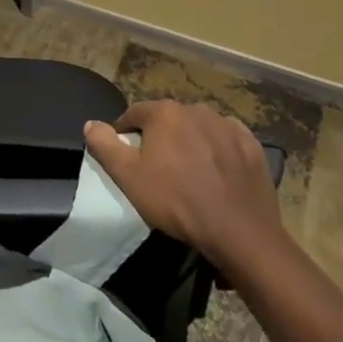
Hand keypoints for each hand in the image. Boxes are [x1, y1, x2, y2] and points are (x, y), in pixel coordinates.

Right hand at [84, 100, 287, 279]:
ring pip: (198, 128)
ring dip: (190, 143)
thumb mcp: (128, 177)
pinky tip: (217, 174)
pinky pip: (226, 141)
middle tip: (158, 168)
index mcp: (165, 112)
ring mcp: (228, 125)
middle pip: (168, 120)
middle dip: (160, 138)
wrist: (239, 232)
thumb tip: (91, 124)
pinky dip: (218, 151)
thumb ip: (105, 145)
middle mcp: (196, 109)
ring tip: (189, 173)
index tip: (126, 156)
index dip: (125, 134)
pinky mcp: (252, 145)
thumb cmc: (176, 201)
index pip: (134, 114)